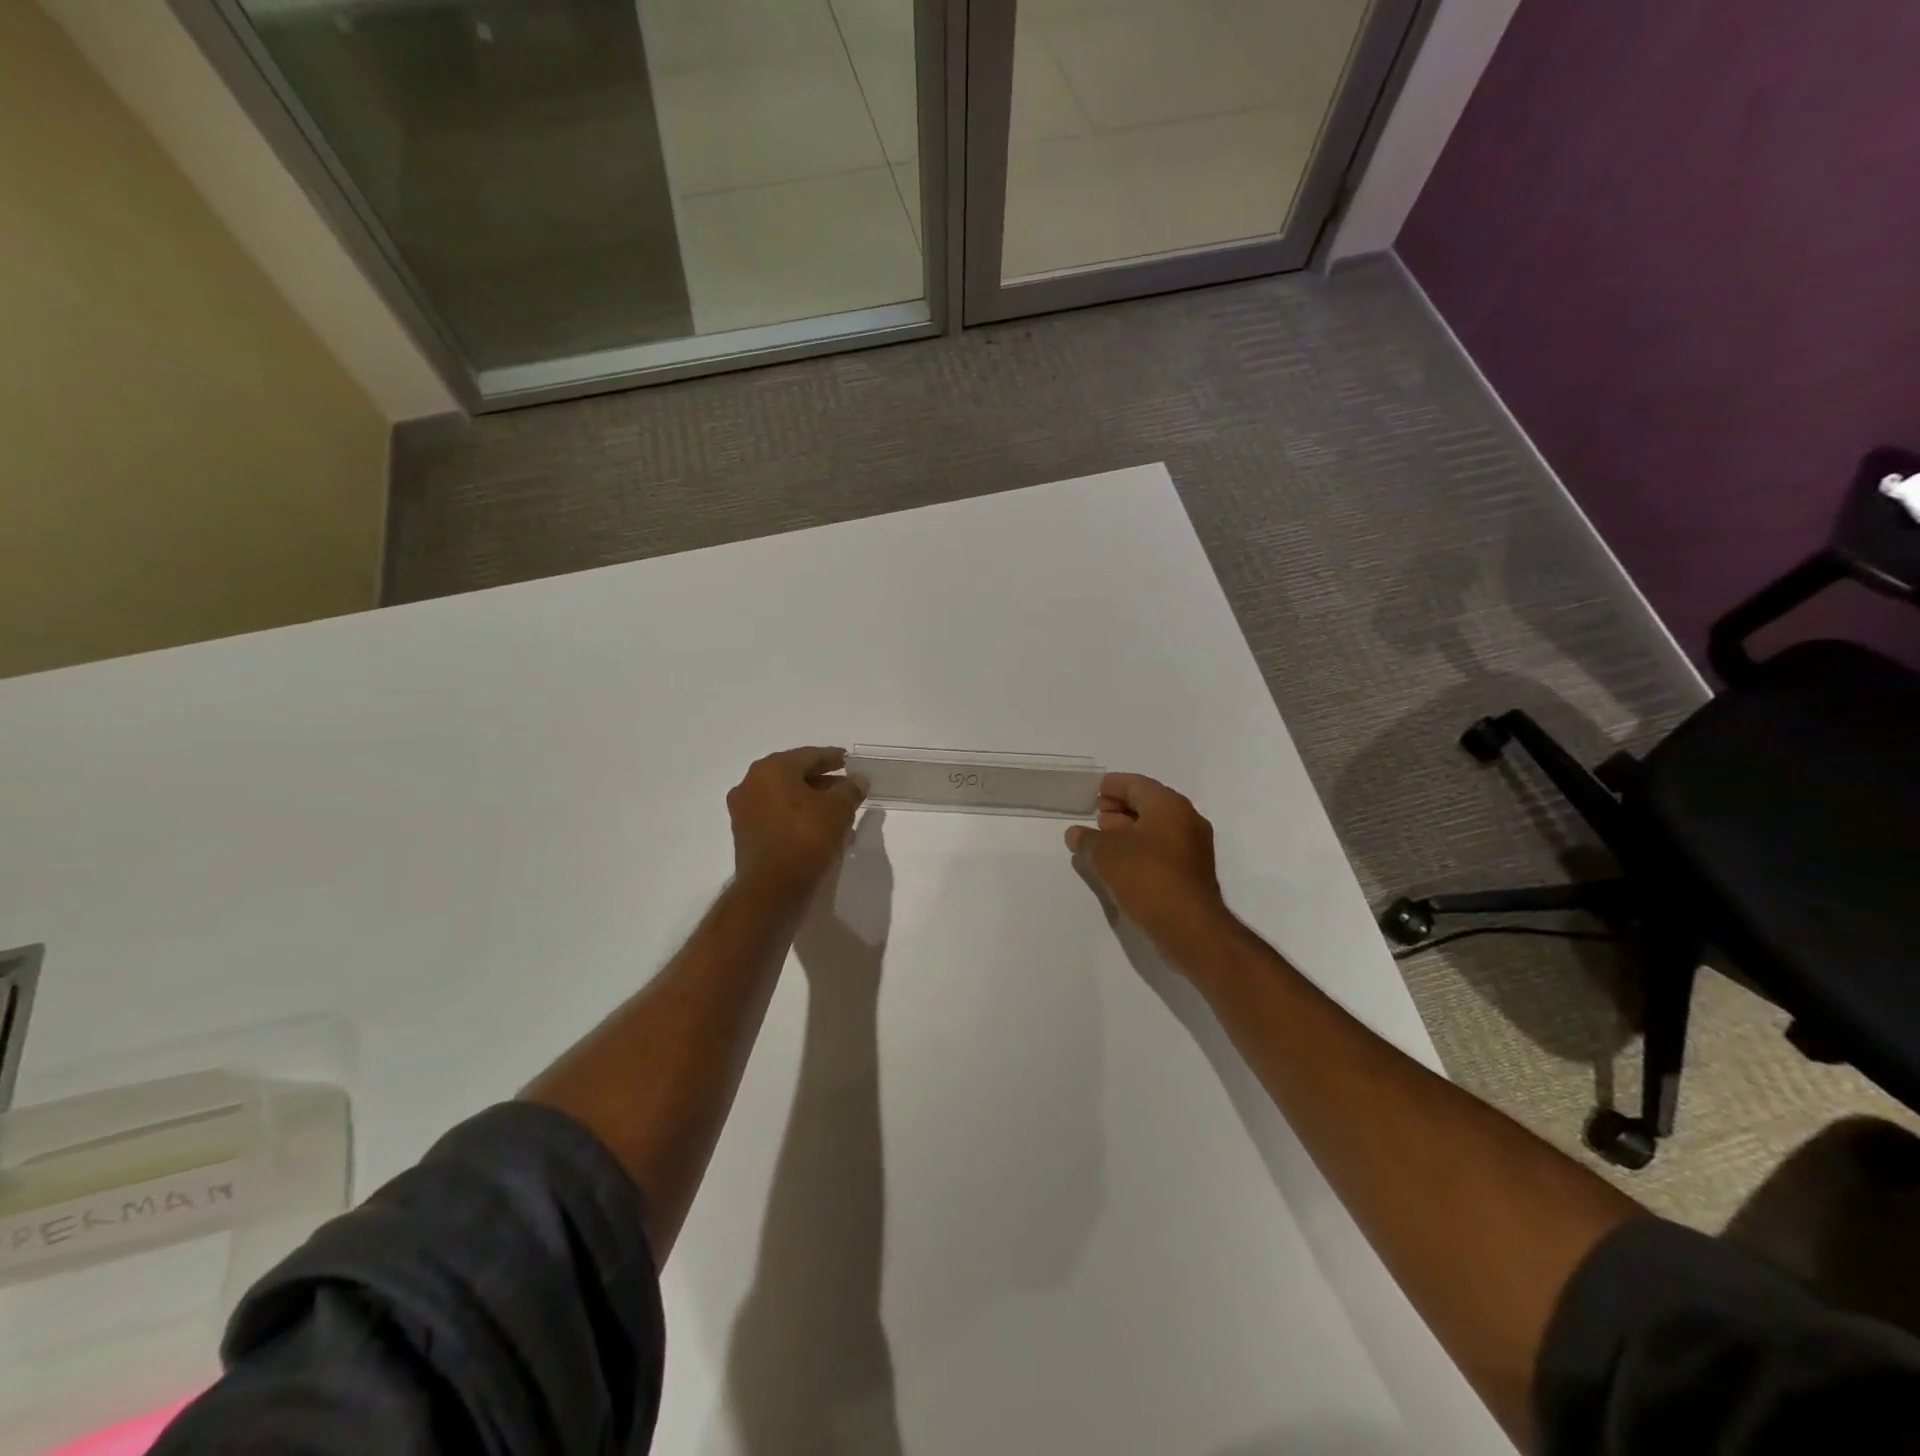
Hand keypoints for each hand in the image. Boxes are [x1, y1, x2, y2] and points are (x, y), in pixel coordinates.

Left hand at [728, 747, 866, 899]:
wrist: (771, 890)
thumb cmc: (806, 838)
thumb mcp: (838, 810)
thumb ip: (850, 790)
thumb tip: (858, 780)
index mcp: (771, 769)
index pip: (808, 756)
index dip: (832, 757)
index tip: (848, 760)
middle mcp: (751, 784)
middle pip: (794, 776)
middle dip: (822, 782)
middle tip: (846, 788)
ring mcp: (744, 811)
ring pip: (785, 798)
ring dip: (811, 802)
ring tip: (838, 813)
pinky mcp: (746, 836)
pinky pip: (777, 817)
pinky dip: (797, 818)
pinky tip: (819, 830)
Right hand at [1066, 773, 1230, 957]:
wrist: (1190, 928)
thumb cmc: (1147, 878)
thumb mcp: (1105, 855)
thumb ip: (1087, 840)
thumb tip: (1076, 834)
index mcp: (1168, 805)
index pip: (1136, 784)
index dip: (1112, 786)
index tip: (1093, 792)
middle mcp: (1186, 820)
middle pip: (1149, 804)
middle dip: (1120, 808)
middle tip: (1096, 816)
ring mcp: (1194, 848)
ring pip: (1156, 829)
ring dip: (1130, 831)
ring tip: (1103, 841)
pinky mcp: (1193, 873)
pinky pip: (1163, 850)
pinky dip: (1141, 849)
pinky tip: (1121, 864)